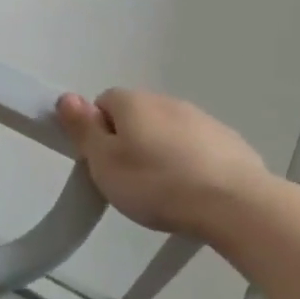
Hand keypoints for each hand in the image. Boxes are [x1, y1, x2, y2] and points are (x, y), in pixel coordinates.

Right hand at [55, 89, 271, 237]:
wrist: (233, 201)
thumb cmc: (157, 184)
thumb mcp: (105, 163)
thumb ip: (84, 129)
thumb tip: (66, 97)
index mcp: (134, 102)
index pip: (103, 103)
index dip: (98, 133)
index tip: (103, 164)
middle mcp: (167, 100)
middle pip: (137, 117)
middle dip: (130, 143)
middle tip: (130, 182)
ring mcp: (201, 118)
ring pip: (168, 131)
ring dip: (162, 153)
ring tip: (164, 192)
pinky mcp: (227, 140)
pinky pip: (197, 147)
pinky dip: (191, 163)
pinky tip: (194, 192)